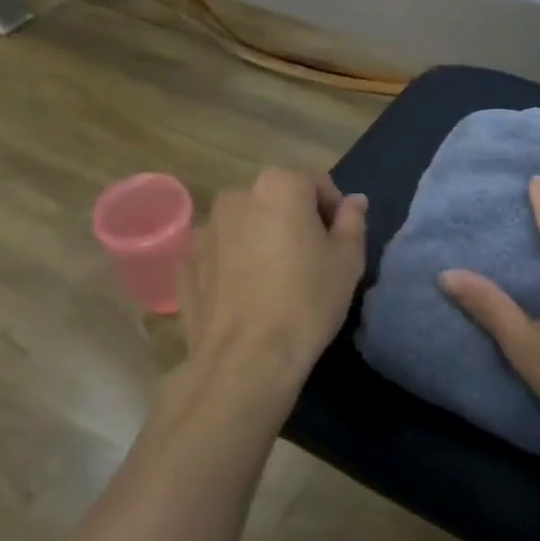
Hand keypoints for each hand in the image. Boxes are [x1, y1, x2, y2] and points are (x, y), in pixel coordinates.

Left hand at [176, 167, 367, 410]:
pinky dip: (234, 263)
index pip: (315, 181)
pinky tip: (247, 296)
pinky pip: (220, 252)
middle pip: (276, 199)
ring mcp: (205, 229)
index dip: (333, 208)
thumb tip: (354, 201)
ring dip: (261, 238)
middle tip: (310, 259)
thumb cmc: (307, 301)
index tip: (339, 240)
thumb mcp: (347, 260)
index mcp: (279, 186)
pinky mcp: (185, 262)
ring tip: (275, 279)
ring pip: (245, 224)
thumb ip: (352, 221)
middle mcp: (237, 196)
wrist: (246, 359)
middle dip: (294, 219)